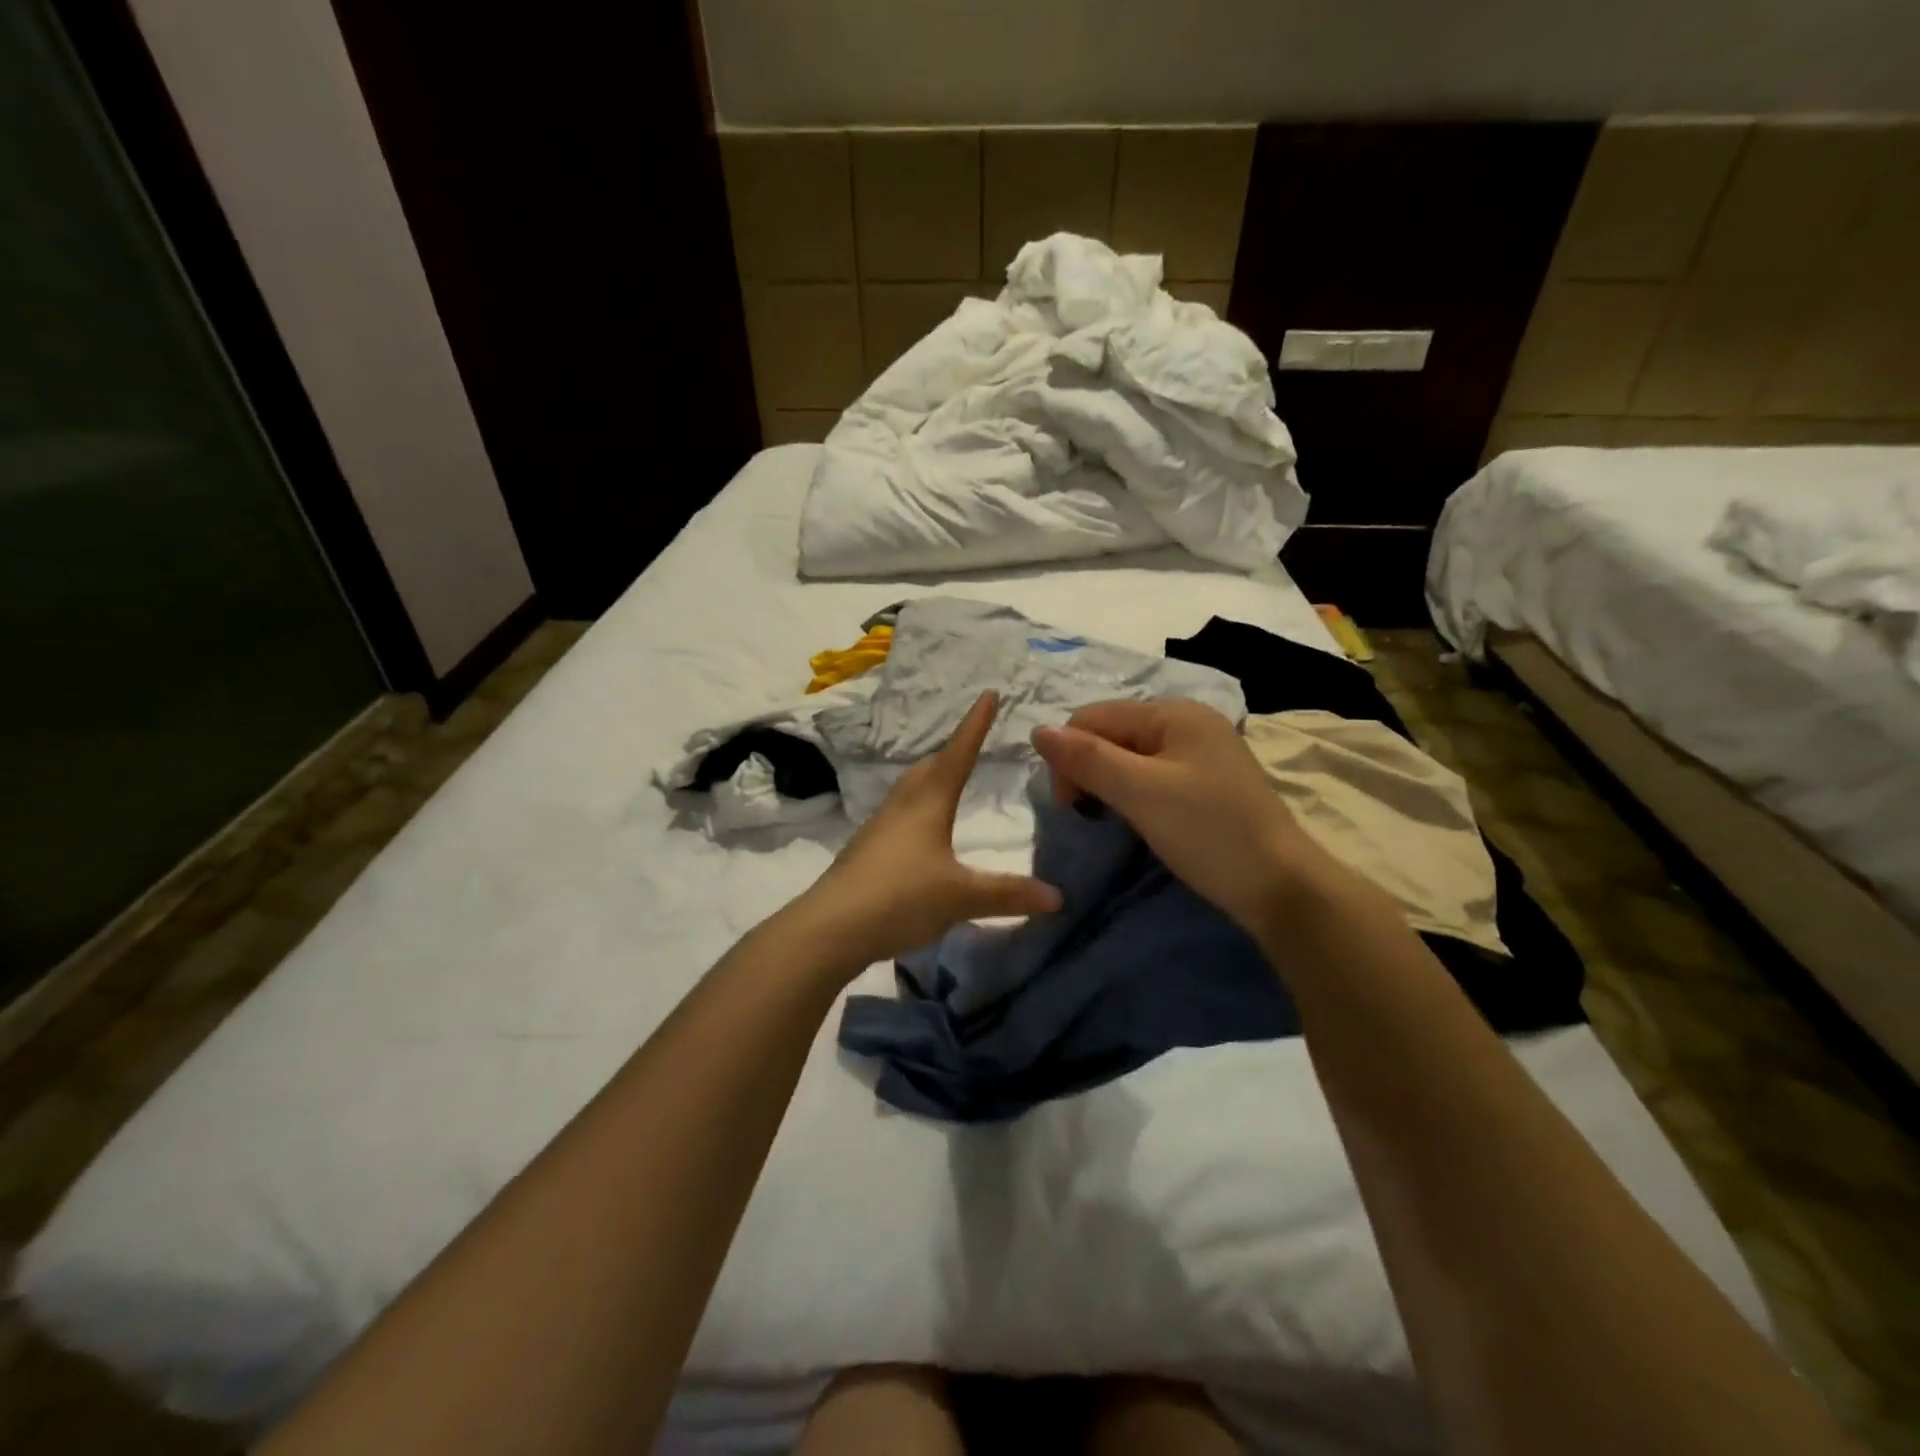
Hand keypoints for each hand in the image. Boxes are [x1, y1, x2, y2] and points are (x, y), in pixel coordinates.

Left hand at [799, 691, 1062, 970]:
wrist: (831, 927)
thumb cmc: (901, 897)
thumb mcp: (961, 897)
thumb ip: (1008, 894)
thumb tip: (1057, 896)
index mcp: (928, 802)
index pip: (958, 753)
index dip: (976, 725)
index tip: (988, 693)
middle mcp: (901, 805)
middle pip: (929, 768)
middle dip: (952, 752)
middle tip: (971, 743)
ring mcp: (879, 827)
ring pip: (909, 790)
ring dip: (930, 780)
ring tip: (947, 783)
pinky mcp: (866, 851)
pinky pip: (898, 815)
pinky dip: (916, 809)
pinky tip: (920, 833)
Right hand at [1032, 699, 1309, 936]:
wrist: (1280, 887)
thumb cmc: (1207, 832)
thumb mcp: (1140, 792)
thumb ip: (1087, 758)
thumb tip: (1037, 730)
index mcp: (1173, 712)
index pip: (1093, 717)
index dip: (1068, 755)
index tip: (1068, 805)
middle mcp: (1187, 721)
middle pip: (1112, 733)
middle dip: (1088, 768)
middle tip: (1086, 814)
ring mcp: (1200, 752)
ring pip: (1130, 756)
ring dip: (1108, 783)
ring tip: (1107, 817)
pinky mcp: (1207, 782)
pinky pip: (1152, 774)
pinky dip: (1133, 793)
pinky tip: (1135, 817)